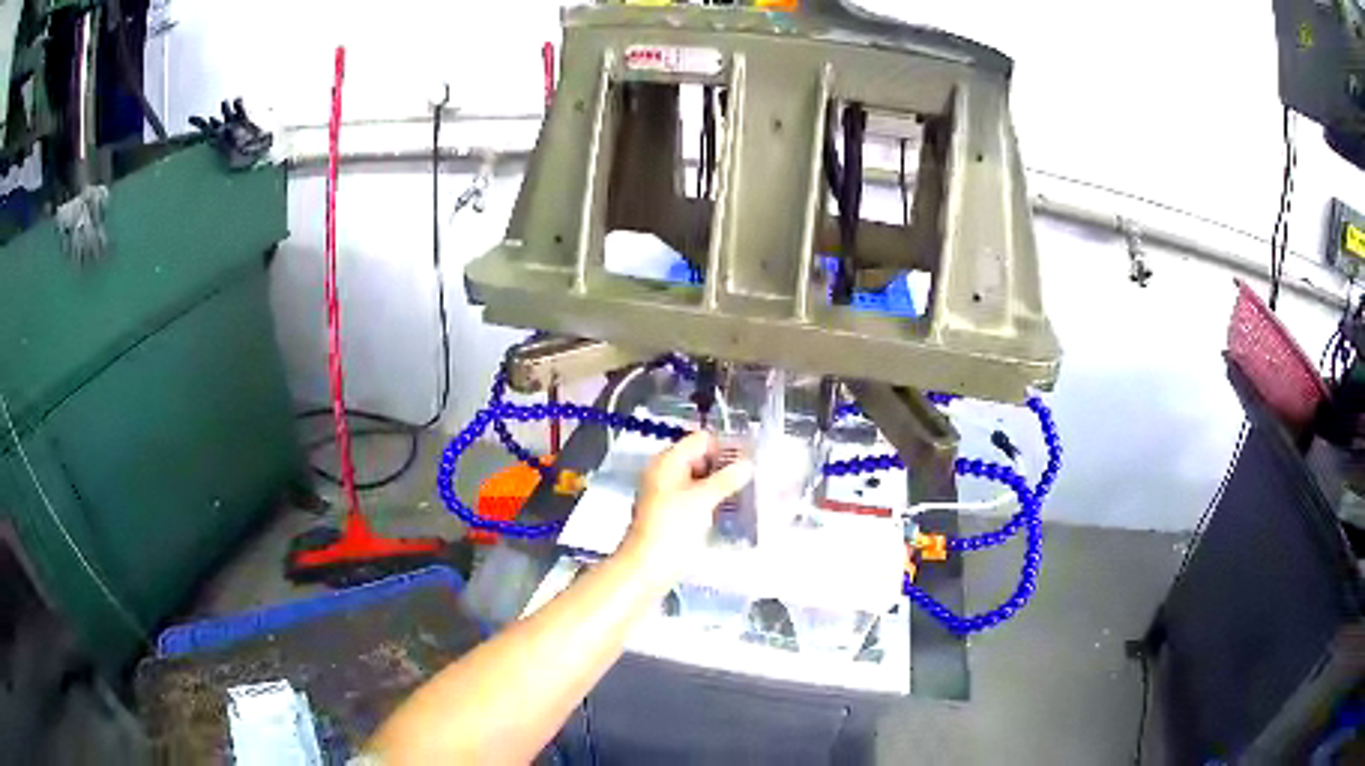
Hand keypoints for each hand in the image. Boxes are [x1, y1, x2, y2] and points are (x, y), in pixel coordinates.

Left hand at [620, 431, 753, 585]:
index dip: (725, 445)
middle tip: (754, 475)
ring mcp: (667, 494)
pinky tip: (732, 508)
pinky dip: (713, 499)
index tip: (752, 457)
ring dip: (721, 483)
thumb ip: (726, 479)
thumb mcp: (702, 499)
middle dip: (725, 465)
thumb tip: (748, 463)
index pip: (701, 440)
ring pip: (699, 479)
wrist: (647, 567)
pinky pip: (696, 497)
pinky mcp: (672, 514)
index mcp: (668, 461)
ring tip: (749, 491)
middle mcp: (665, 473)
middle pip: (700, 458)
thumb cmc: (672, 528)